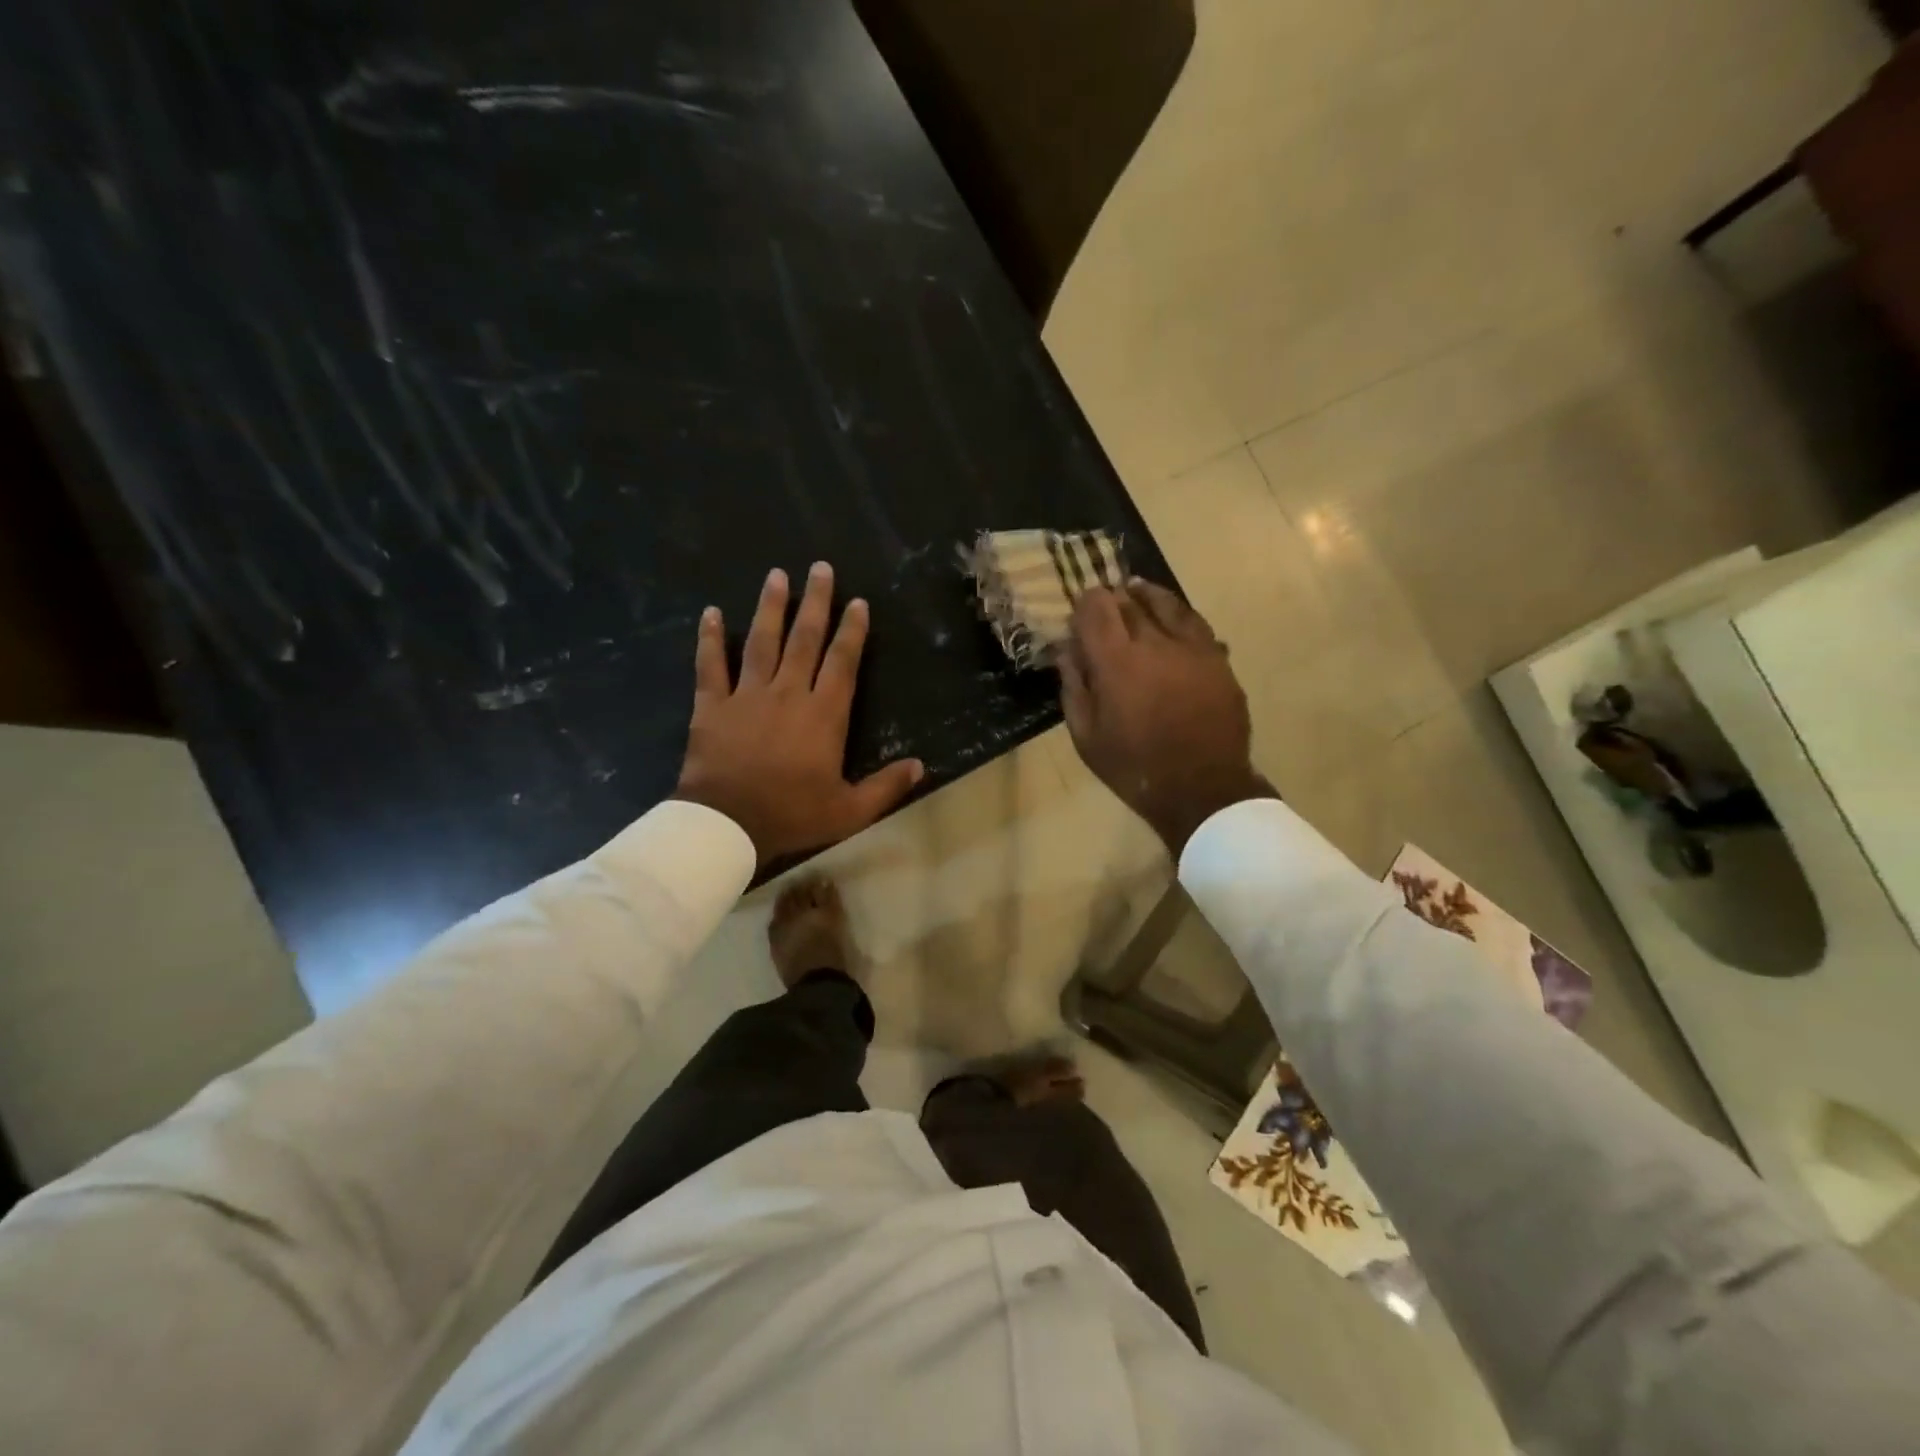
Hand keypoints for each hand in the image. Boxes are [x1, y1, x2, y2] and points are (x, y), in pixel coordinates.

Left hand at [674, 563, 923, 865]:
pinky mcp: (713, 705)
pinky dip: (710, 639)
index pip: (843, 662)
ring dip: (770, 607)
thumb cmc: (792, 815)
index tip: (857, 602)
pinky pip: (711, 665)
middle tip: (820, 568)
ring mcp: (748, 695)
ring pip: (762, 642)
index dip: (852, 631)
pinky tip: (711, 612)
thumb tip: (921, 766)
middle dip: (815, 602)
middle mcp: (789, 693)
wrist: (728, 824)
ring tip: (776, 575)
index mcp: (824, 715)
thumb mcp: (849, 810)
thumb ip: (886, 786)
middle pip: (805, 639)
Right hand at [1060, 580, 1275, 855]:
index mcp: (1117, 662)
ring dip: (1147, 596)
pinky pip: (1195, 623)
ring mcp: (1192, 648)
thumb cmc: (1135, 768)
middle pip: (1129, 602)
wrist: (1202, 789)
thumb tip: (1067, 651)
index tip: (1079, 614)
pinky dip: (1178, 614)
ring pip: (1167, 604)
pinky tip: (1172, 617)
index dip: (1084, 604)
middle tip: (1104, 604)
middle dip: (1113, 599)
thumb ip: (1074, 687)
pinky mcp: (1218, 659)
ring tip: (1136, 591)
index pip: (1096, 608)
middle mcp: (1155, 643)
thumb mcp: (1086, 736)